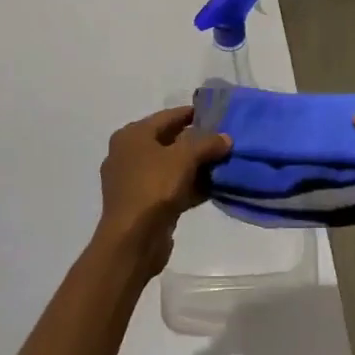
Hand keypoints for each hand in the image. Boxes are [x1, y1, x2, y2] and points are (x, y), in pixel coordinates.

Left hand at [95, 106, 230, 274]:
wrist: (132, 241)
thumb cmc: (154, 188)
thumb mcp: (184, 157)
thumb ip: (207, 143)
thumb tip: (226, 138)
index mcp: (132, 135)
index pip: (168, 116)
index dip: (193, 114)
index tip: (217, 114)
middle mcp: (128, 154)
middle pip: (169, 141)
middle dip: (197, 142)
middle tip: (224, 140)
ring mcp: (134, 181)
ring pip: (171, 166)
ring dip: (196, 166)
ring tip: (223, 164)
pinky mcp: (142, 204)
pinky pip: (170, 187)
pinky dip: (189, 186)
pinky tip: (213, 188)